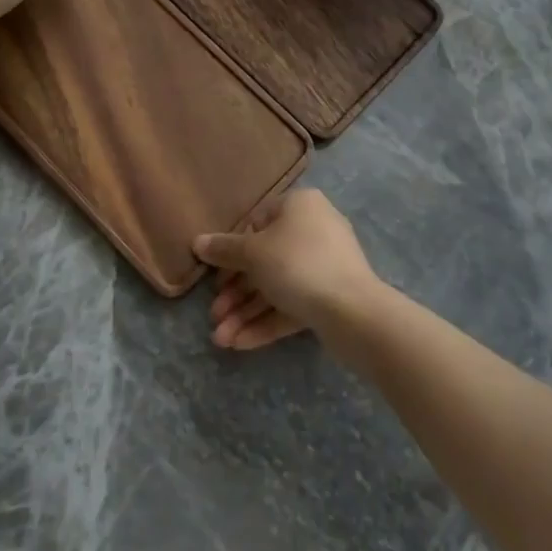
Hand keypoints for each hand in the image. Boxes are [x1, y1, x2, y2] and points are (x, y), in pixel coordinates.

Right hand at [195, 189, 384, 350]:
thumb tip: (198, 242)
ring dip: (246, 312)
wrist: (353, 311)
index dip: (232, 250)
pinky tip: (239, 344)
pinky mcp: (329, 298)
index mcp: (299, 206)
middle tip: (214, 315)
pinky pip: (292, 305)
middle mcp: (314, 230)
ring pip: (276, 287)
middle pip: (265, 260)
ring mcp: (324, 266)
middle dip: (236, 292)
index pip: (257, 222)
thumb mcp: (253, 253)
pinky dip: (266, 322)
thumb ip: (224, 249)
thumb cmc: (297, 264)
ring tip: (221, 340)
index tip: (215, 275)